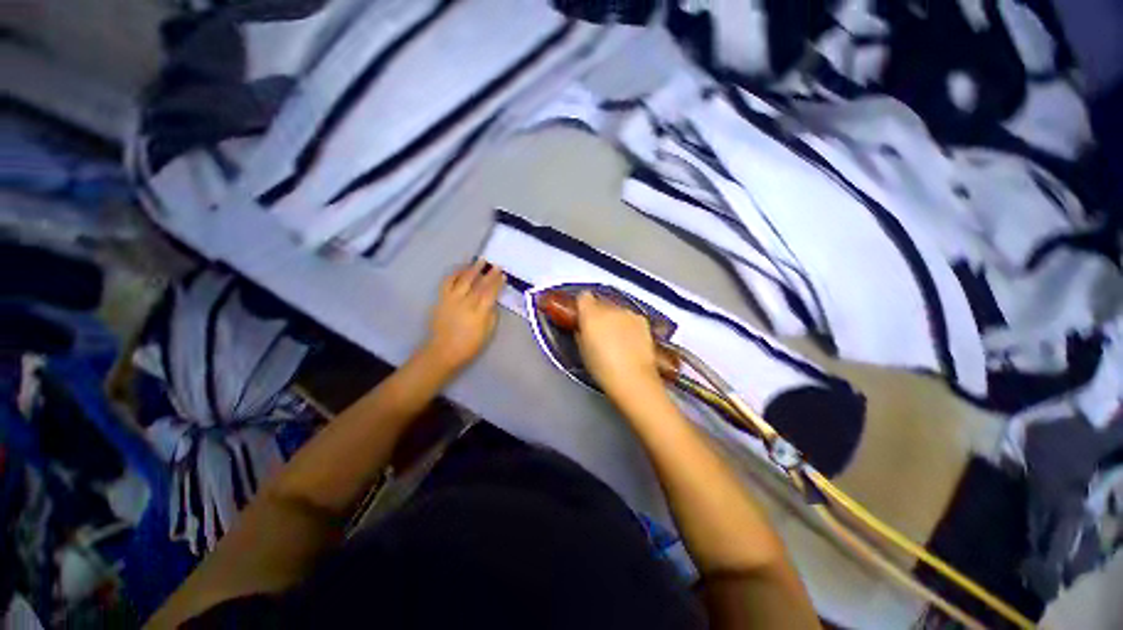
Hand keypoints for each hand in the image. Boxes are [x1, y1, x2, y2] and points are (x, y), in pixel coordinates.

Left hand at [418, 259, 504, 375]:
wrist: (443, 351)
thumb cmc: (469, 345)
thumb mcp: (488, 333)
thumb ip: (491, 315)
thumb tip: (492, 301)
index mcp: (479, 313)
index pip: (490, 293)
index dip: (497, 282)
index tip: (503, 274)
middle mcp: (465, 303)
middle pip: (479, 284)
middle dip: (488, 273)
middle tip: (495, 265)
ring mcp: (452, 300)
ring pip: (463, 280)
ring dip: (472, 269)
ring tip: (479, 261)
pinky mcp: (441, 299)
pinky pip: (447, 282)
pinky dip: (455, 274)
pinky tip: (461, 269)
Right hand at [575, 292, 662, 401]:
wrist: (633, 378)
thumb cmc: (602, 368)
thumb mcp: (583, 351)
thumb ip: (580, 333)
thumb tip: (582, 328)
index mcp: (590, 315)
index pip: (583, 297)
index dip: (582, 305)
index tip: (582, 316)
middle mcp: (610, 309)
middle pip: (601, 303)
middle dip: (598, 314)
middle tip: (598, 332)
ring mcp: (628, 313)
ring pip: (617, 310)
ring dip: (614, 319)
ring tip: (616, 339)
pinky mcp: (643, 321)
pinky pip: (631, 318)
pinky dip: (628, 325)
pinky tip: (630, 341)